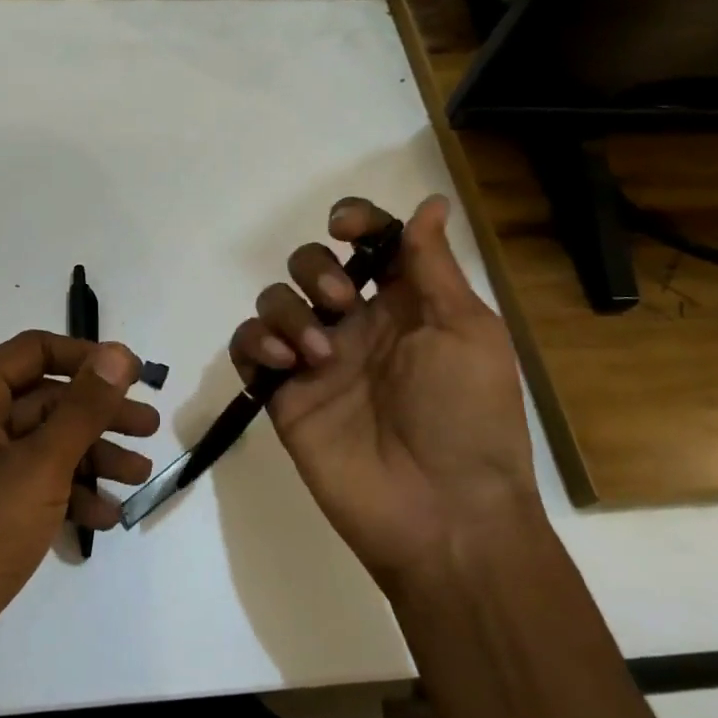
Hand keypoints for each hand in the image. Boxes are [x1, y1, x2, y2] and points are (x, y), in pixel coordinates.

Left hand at [0, 332, 157, 677]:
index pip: (35, 351)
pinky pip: (30, 487)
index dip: (87, 358)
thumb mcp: (41, 465)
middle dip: (98, 415)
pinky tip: (105, 518)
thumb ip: (84, 407)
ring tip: (139, 476)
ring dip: (91, 457)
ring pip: (41, 446)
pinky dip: (67, 495)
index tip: (134, 376)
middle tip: (150, 429)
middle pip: (43, 400)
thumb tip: (117, 352)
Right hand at [227, 195, 535, 592]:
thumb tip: (431, 201)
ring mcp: (315, 359)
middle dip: (316, 268)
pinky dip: (256, 341)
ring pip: (274, 299)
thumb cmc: (469, 417)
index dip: (354, 221)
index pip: (367, 242)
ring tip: (318, 353)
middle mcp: (355, 324)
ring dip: (289, 309)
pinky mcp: (283, 394)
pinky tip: (285, 361)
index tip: (346, 229)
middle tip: (343, 303)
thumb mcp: (467, 332)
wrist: (443, 515)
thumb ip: (435, 266)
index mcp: (403, 304)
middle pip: (310, 263)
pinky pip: (247, 346)